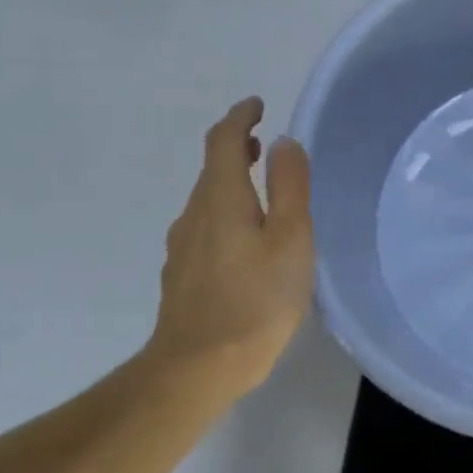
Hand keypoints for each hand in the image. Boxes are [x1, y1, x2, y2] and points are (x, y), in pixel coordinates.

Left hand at [142, 97, 314, 396]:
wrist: (198, 367)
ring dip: (232, 183)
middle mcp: (194, 215)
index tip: (258, 105)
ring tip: (262, 191)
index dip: (240, 118)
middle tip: (264, 145)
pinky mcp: (182, 275)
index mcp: (221, 199)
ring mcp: (183, 247)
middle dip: (236, 149)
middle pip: (212, 169)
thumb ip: (289, 187)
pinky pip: (205, 228)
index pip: (223, 141)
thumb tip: (284, 143)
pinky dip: (226, 214)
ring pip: (207, 200)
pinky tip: (246, 241)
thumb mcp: (290, 239)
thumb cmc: (256, 300)